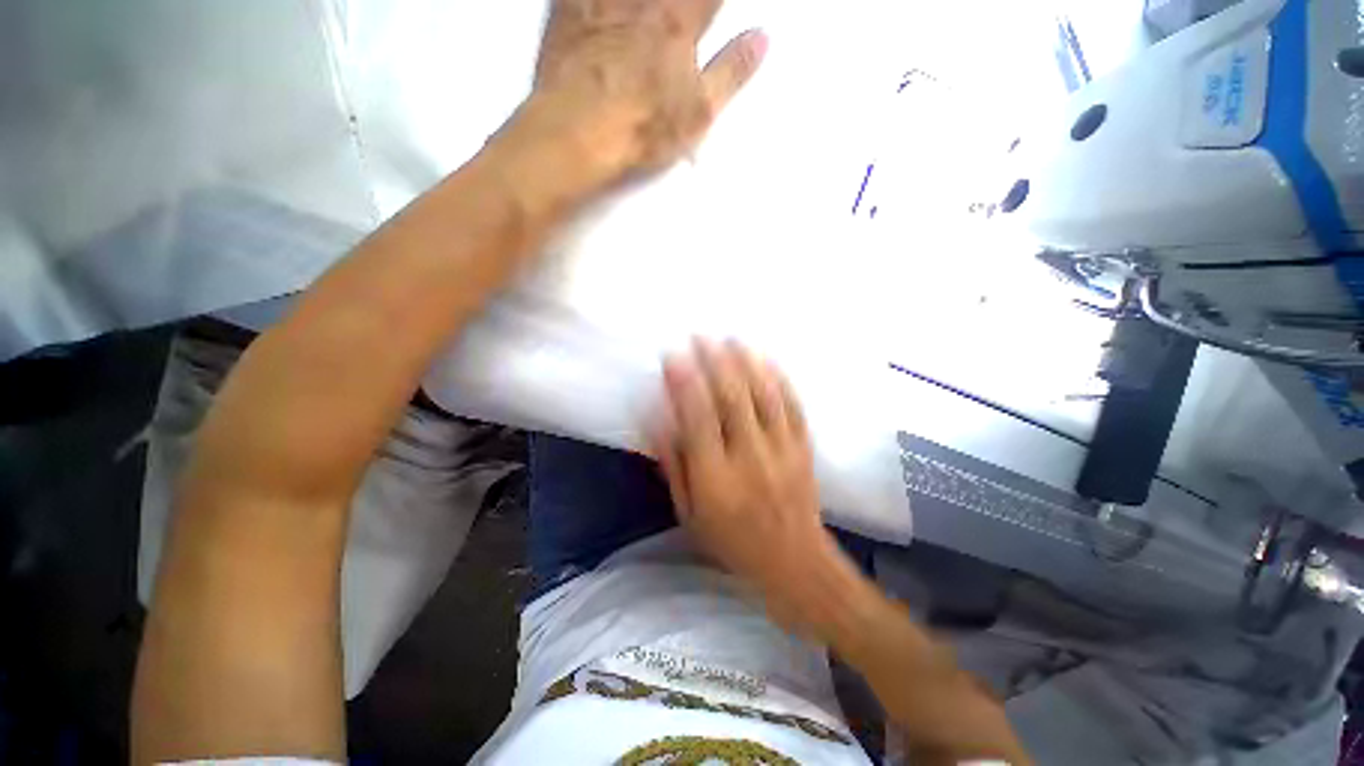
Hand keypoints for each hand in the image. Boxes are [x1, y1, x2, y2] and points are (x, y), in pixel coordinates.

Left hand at [527, 0, 767, 180]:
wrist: (578, 133)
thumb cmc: (641, 126)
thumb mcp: (699, 112)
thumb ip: (732, 72)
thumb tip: (761, 40)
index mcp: (679, 21)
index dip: (714, 3)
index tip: (713, 9)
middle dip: (679, 1)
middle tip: (678, 11)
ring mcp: (602, 0)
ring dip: (639, 1)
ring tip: (645, 12)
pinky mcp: (566, 7)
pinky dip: (590, 0)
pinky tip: (603, 8)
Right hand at [652, 339, 844, 625]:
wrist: (795, 562)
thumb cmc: (732, 541)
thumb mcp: (689, 513)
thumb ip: (674, 466)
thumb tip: (658, 422)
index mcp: (717, 478)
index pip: (698, 420)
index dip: (685, 384)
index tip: (673, 357)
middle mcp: (751, 458)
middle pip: (733, 399)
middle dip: (715, 362)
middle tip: (701, 336)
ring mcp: (783, 450)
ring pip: (765, 396)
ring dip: (747, 363)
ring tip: (731, 338)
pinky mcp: (804, 448)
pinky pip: (793, 407)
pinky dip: (779, 380)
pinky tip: (767, 361)